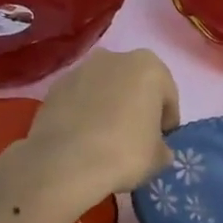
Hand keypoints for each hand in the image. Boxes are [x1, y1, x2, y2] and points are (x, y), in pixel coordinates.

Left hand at [26, 48, 180, 201]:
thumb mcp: (159, 158)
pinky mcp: (54, 88)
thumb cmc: (125, 153)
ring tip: (106, 140)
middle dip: (137, 107)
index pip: (167, 97)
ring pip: (105, 89)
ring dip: (109, 107)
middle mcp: (115, 58)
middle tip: (135, 138)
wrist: (65, 164)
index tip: (161, 143)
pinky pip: (79, 100)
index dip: (167, 122)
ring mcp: (80, 69)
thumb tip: (157, 149)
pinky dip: (84, 114)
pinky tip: (83, 140)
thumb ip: (162, 147)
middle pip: (134, 85)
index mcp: (150, 68)